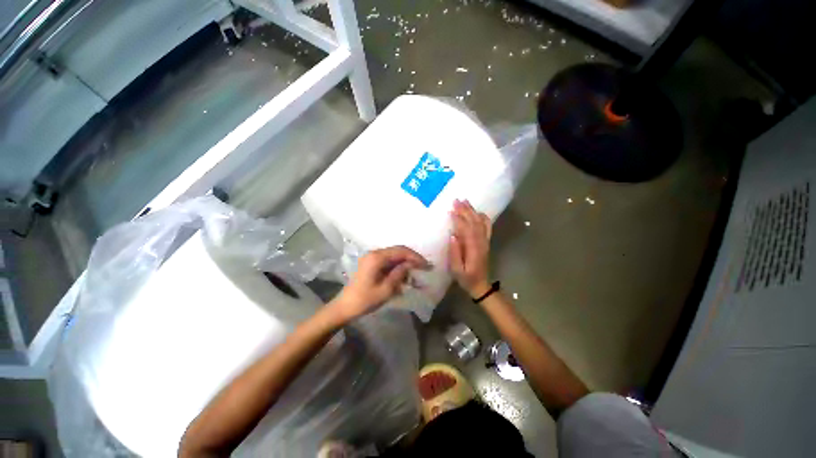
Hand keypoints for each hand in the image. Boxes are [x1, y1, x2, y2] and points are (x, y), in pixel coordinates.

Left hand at [332, 246, 428, 321]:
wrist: (345, 307)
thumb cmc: (365, 300)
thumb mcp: (386, 289)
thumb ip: (399, 273)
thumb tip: (411, 264)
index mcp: (377, 257)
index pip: (401, 251)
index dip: (415, 257)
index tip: (426, 265)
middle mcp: (374, 253)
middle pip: (398, 250)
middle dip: (412, 258)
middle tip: (424, 267)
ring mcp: (371, 257)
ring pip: (394, 255)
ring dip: (405, 263)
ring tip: (414, 275)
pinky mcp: (371, 263)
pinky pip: (388, 261)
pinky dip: (397, 267)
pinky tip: (403, 276)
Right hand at [449, 199, 492, 297]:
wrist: (481, 285)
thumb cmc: (466, 278)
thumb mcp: (456, 270)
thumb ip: (455, 253)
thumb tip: (452, 235)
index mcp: (473, 248)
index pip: (466, 229)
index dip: (459, 218)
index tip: (451, 209)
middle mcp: (481, 242)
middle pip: (473, 222)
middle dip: (465, 210)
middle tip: (456, 200)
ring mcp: (485, 241)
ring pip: (480, 222)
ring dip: (472, 211)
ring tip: (465, 201)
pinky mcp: (486, 242)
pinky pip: (487, 227)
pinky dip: (483, 218)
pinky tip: (478, 211)